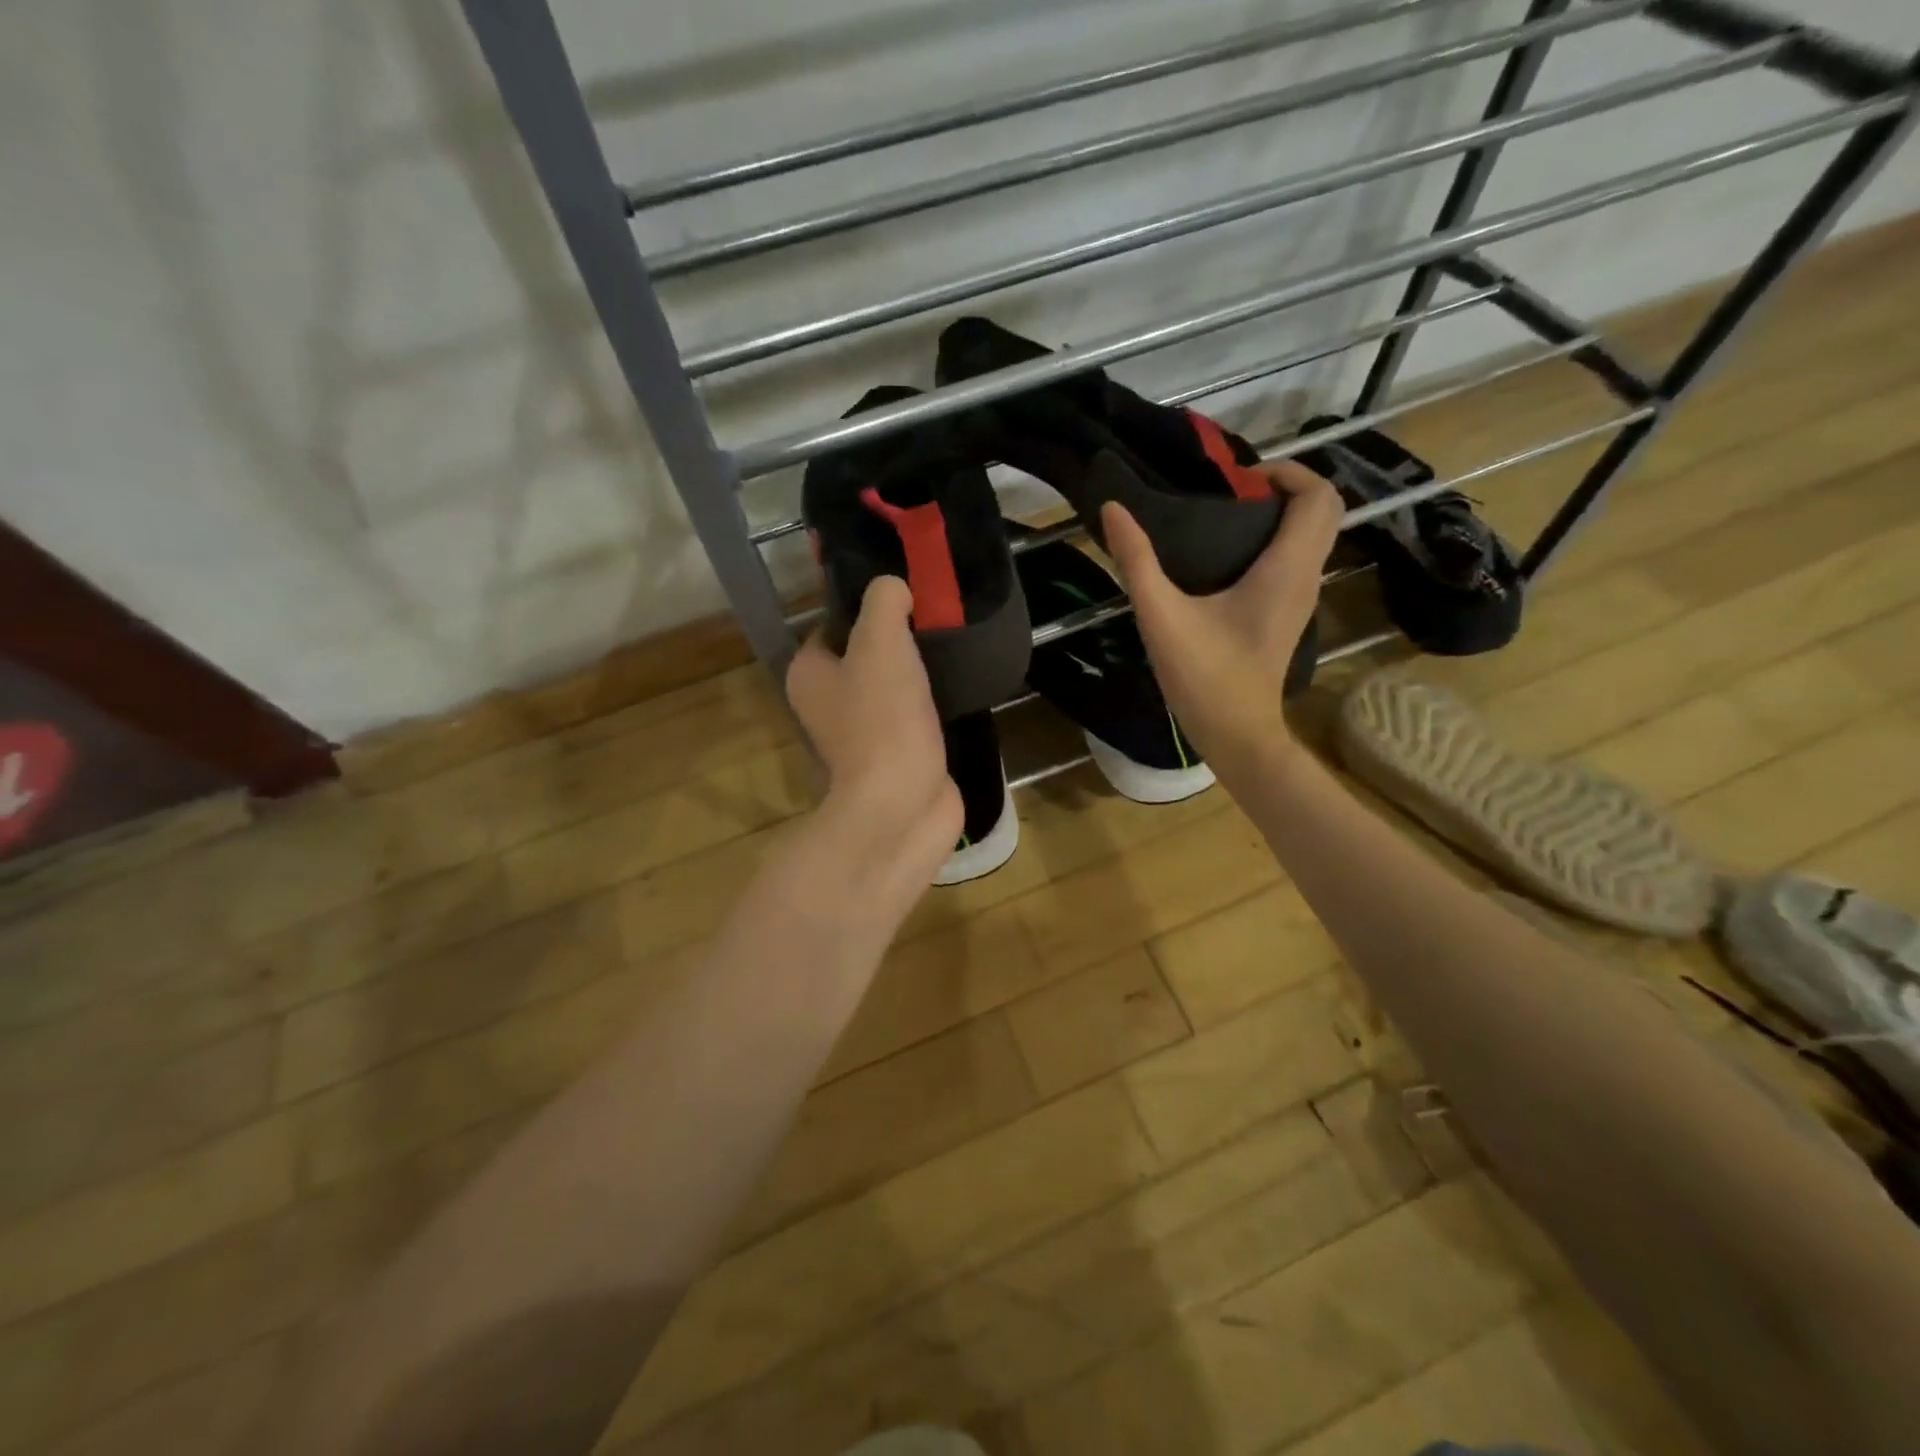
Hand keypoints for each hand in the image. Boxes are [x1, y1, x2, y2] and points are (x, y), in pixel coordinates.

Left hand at [786, 576, 961, 864]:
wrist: (903, 803)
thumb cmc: (882, 719)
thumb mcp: (880, 642)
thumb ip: (883, 603)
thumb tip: (892, 588)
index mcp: (809, 674)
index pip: (833, 625)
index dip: (866, 606)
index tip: (905, 594)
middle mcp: (827, 704)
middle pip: (863, 655)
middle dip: (897, 638)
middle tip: (935, 617)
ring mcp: (862, 735)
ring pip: (890, 687)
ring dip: (917, 672)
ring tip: (951, 645)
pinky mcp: (895, 756)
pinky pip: (912, 716)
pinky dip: (931, 703)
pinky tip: (958, 686)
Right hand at [1101, 460, 1341, 771]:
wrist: (1236, 734)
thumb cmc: (1205, 676)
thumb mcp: (1161, 616)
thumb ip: (1136, 561)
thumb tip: (1113, 509)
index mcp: (1286, 569)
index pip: (1318, 496)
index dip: (1287, 472)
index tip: (1240, 480)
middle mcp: (1305, 577)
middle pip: (1324, 511)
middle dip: (1286, 488)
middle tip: (1233, 493)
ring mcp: (1301, 598)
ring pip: (1313, 536)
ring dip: (1281, 515)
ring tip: (1225, 518)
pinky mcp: (1288, 615)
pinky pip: (1297, 559)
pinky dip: (1275, 542)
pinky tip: (1227, 557)